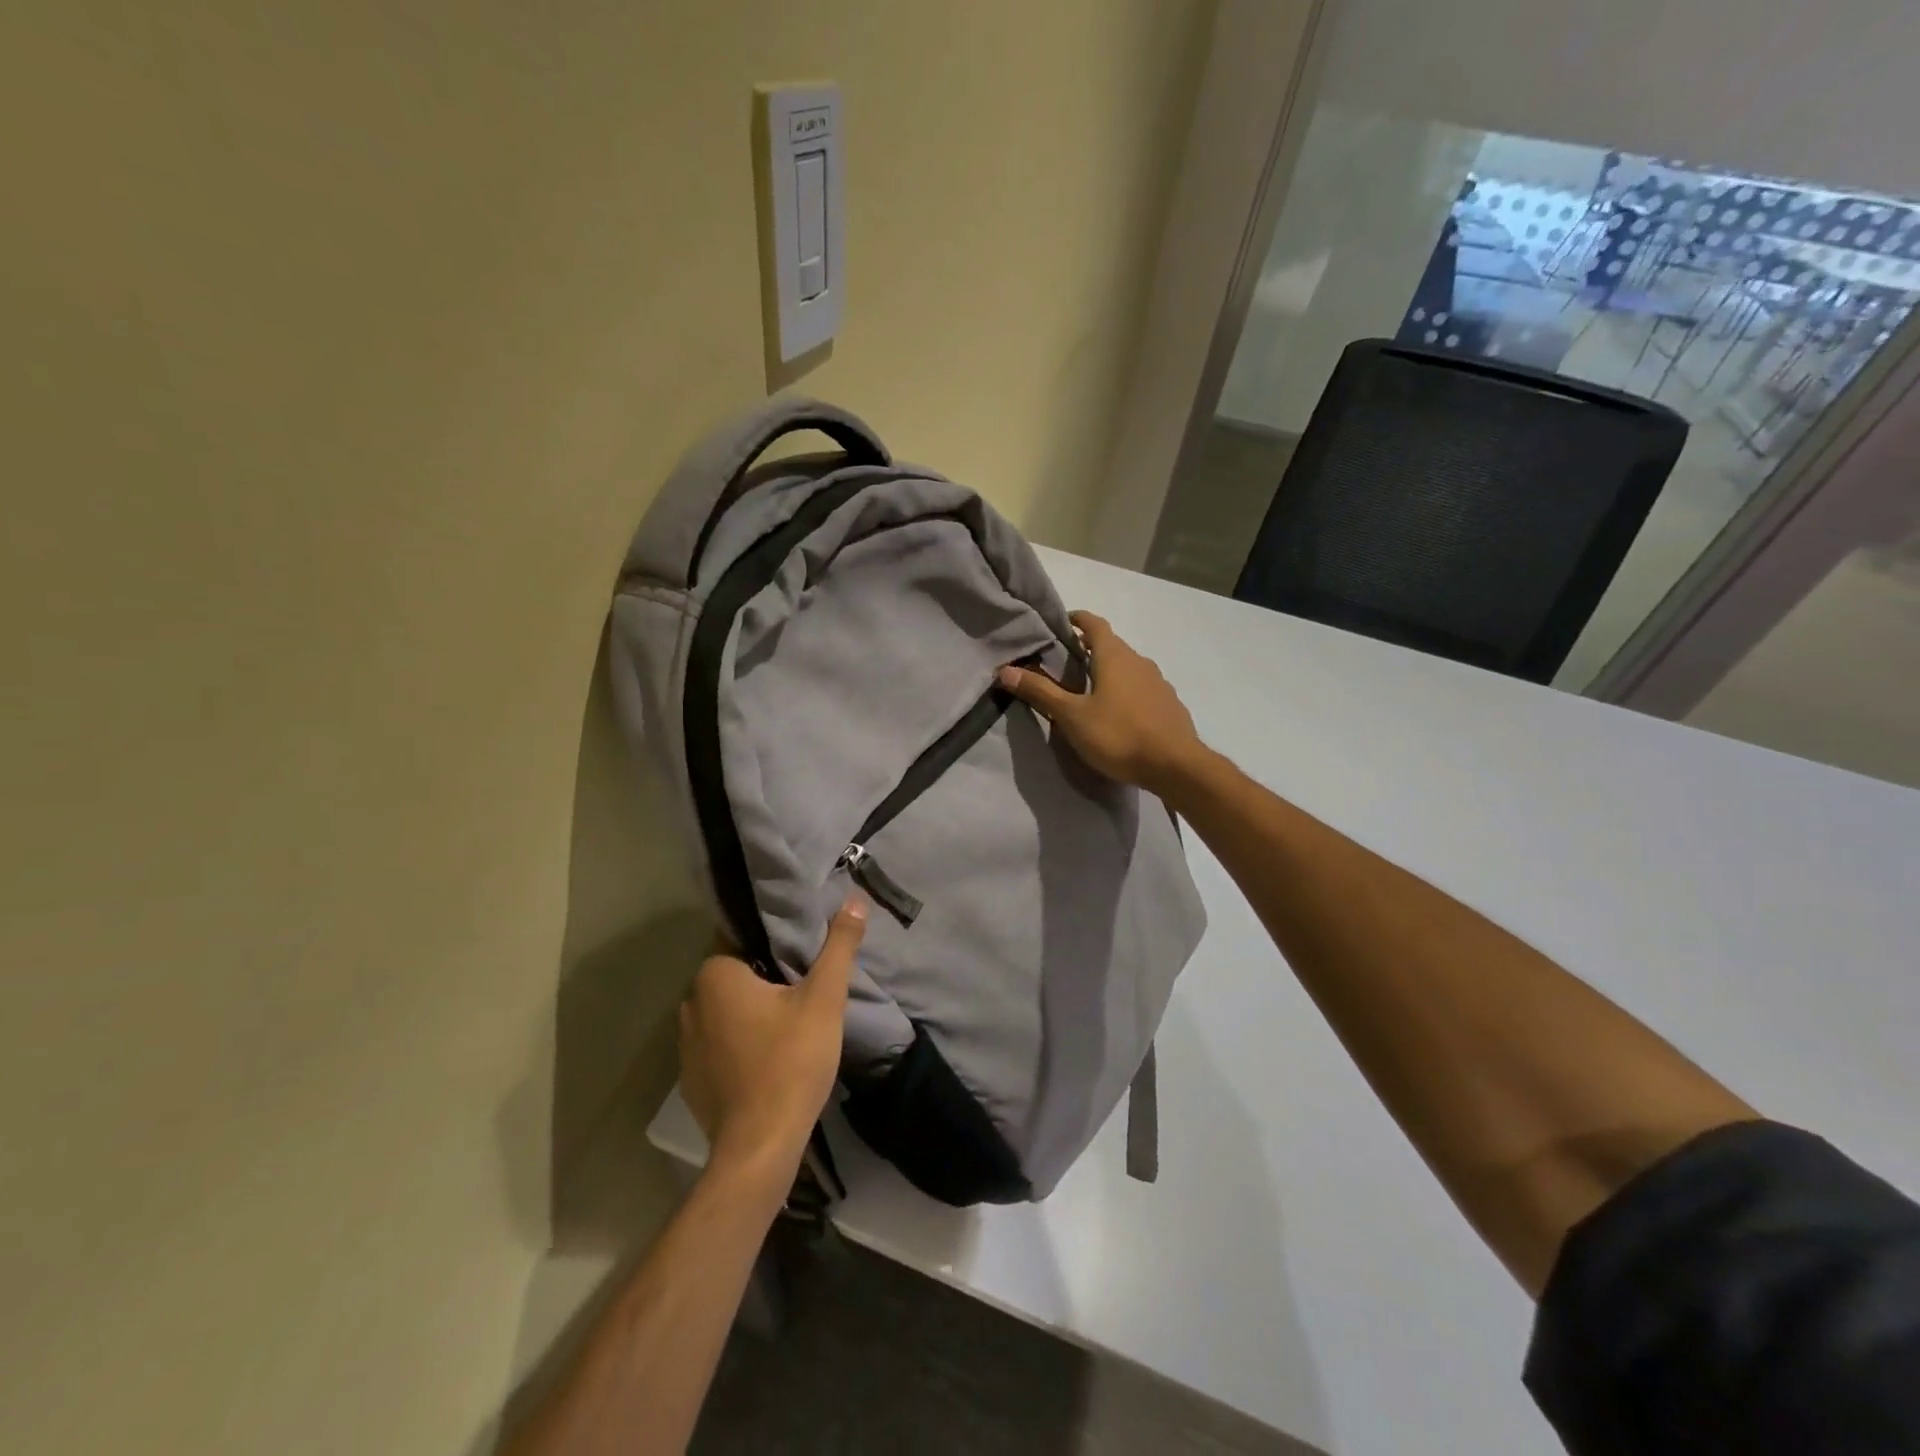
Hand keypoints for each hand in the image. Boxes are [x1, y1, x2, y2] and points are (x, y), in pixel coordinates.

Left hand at [678, 896, 867, 1179]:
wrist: (759, 1148)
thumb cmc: (790, 1061)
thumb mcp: (824, 998)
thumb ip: (839, 946)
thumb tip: (854, 898)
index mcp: (715, 976)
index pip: (742, 937)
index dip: (774, 939)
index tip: (803, 949)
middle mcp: (690, 1003)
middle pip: (735, 973)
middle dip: (766, 974)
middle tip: (806, 981)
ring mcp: (686, 1045)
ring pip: (726, 1010)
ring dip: (752, 1009)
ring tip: (792, 1016)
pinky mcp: (692, 1079)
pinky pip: (720, 1043)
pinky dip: (741, 1042)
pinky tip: (771, 1054)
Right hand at [997, 611, 1206, 797]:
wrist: (1176, 766)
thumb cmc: (1119, 735)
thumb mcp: (1072, 716)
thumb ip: (1041, 692)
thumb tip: (1005, 670)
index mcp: (1114, 656)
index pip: (1094, 624)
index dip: (1076, 619)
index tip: (1060, 624)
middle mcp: (1139, 661)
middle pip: (1111, 645)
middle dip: (1088, 649)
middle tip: (1064, 663)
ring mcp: (1158, 683)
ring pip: (1128, 668)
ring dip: (1108, 672)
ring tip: (1088, 691)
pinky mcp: (1169, 705)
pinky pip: (1142, 689)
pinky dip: (1126, 692)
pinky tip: (1117, 714)